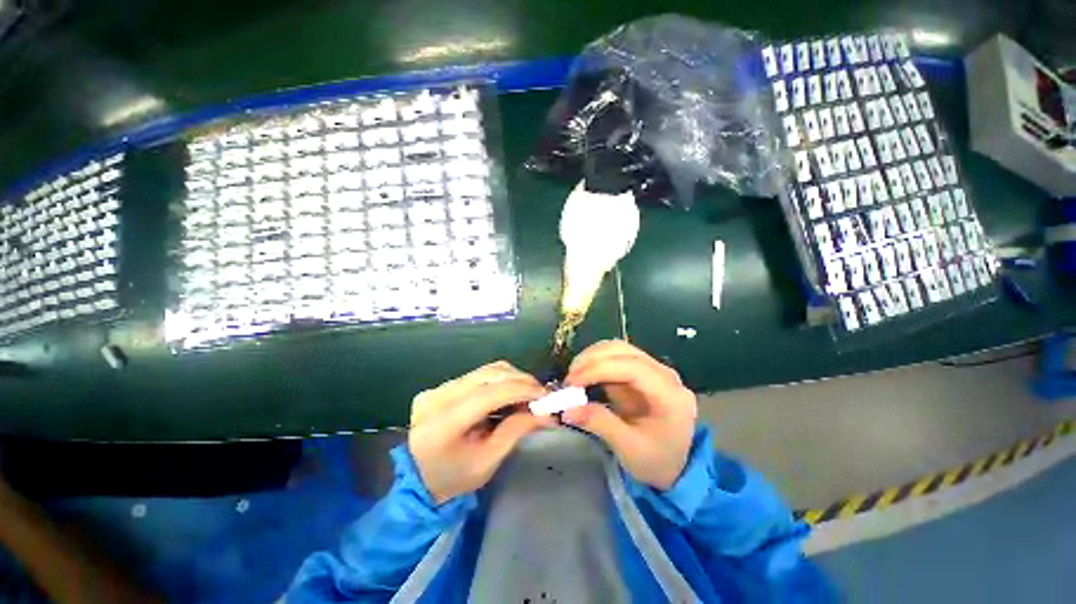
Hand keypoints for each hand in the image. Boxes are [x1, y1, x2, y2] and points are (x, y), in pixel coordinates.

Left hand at [409, 361, 551, 504]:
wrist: (418, 481)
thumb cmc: (454, 478)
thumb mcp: (487, 462)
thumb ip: (515, 431)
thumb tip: (543, 413)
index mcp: (446, 422)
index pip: (490, 393)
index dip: (521, 389)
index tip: (545, 395)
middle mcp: (438, 397)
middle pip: (489, 374)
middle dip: (520, 380)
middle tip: (539, 393)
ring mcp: (436, 388)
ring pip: (485, 370)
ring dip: (511, 377)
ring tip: (527, 393)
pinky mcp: (440, 386)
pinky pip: (477, 375)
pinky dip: (498, 380)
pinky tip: (509, 392)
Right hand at [563, 340, 696, 489]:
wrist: (676, 466)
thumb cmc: (656, 461)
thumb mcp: (629, 448)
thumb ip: (600, 424)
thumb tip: (568, 410)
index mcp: (670, 395)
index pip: (632, 368)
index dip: (599, 369)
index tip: (573, 382)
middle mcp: (665, 374)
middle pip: (624, 351)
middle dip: (592, 360)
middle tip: (569, 379)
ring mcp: (653, 369)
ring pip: (618, 348)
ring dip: (592, 357)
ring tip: (574, 376)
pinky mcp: (641, 371)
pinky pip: (615, 356)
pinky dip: (595, 362)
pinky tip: (583, 375)